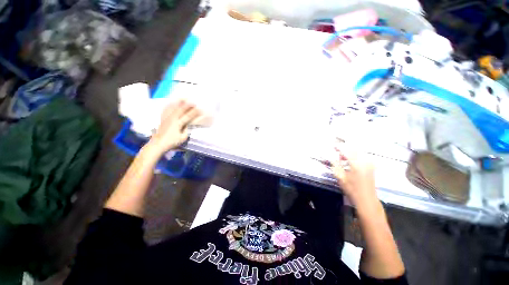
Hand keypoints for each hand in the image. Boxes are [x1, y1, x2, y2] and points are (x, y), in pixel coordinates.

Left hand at [148, 100, 200, 153]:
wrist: (158, 144)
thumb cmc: (171, 142)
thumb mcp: (183, 138)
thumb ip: (186, 131)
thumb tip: (188, 125)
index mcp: (178, 124)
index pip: (188, 116)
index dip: (194, 112)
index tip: (199, 109)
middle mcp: (172, 119)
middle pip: (180, 109)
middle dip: (187, 105)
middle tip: (193, 102)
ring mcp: (166, 118)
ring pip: (173, 108)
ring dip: (178, 103)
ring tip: (183, 98)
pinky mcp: (163, 119)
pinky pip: (166, 110)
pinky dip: (169, 105)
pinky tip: (171, 103)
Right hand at [332, 144, 377, 206]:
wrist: (366, 199)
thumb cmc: (351, 189)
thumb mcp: (340, 177)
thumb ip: (335, 165)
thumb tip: (331, 157)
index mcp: (356, 163)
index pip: (346, 151)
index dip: (339, 147)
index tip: (333, 146)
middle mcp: (364, 161)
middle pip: (354, 149)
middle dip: (345, 147)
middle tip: (337, 150)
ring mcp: (369, 163)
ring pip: (359, 152)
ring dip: (350, 151)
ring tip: (343, 156)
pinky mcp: (371, 166)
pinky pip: (363, 156)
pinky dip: (355, 155)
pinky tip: (350, 160)